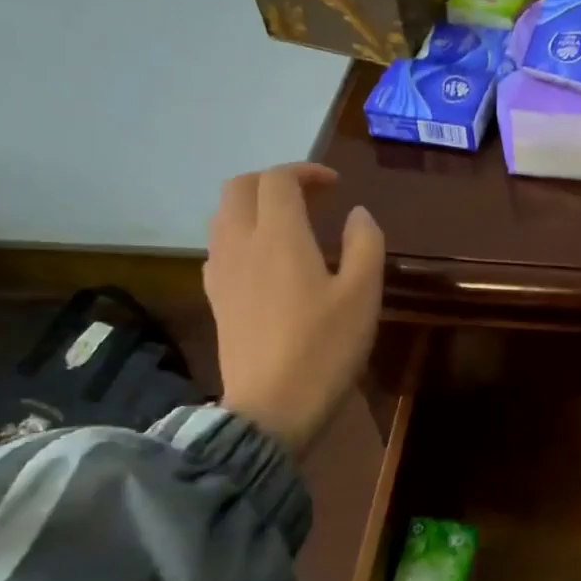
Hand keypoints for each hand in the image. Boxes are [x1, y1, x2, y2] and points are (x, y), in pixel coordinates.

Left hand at [203, 165, 383, 454]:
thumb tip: (358, 214)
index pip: (278, 179)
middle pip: (240, 187)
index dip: (307, 171)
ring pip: (224, 215)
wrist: (271, 408)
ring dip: (254, 205)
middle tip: (309, 197)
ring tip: (289, 224)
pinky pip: (220, 246)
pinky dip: (242, 234)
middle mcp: (241, 243)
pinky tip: (267, 261)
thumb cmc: (324, 349)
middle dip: (273, 181)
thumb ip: (365, 244)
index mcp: (279, 236)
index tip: (335, 186)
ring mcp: (221, 271)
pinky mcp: (215, 298)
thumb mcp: (363, 295)